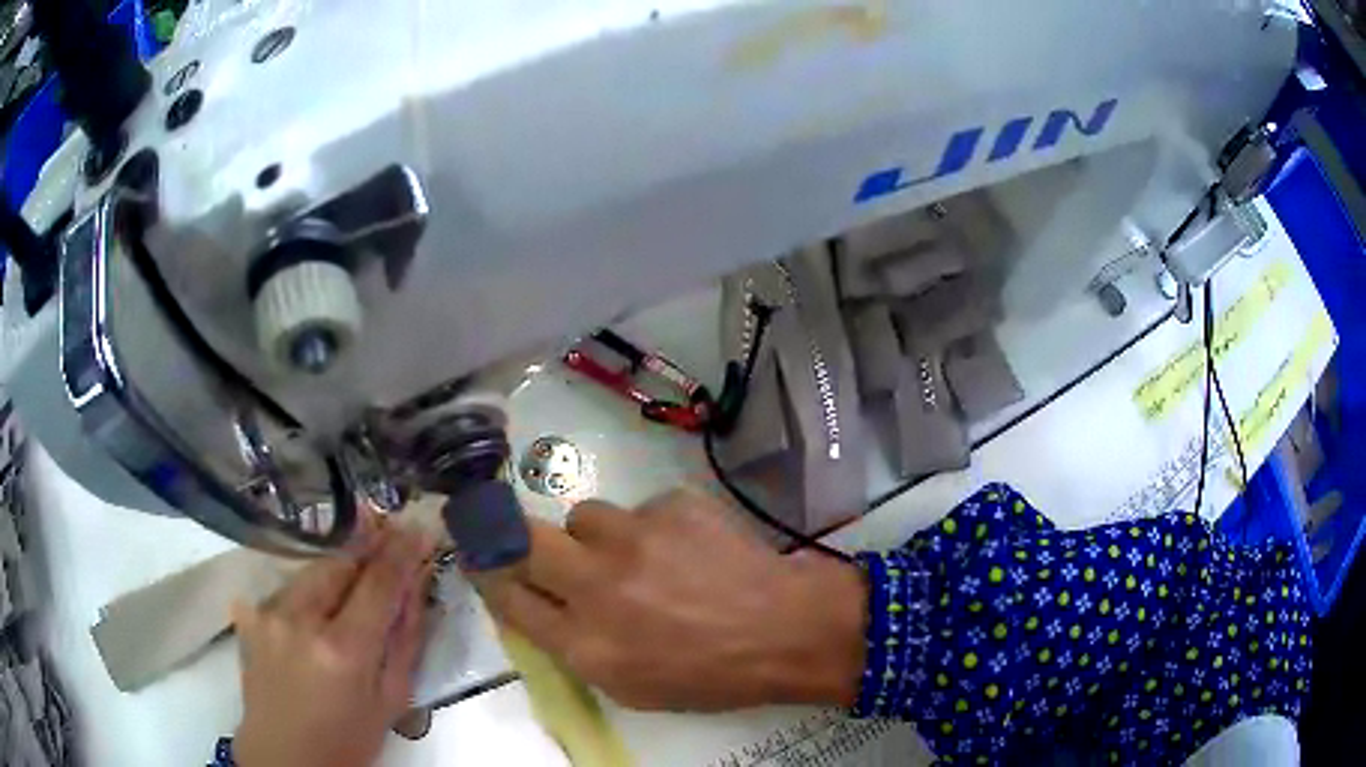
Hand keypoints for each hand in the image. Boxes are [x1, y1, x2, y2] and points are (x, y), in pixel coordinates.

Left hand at [232, 525, 436, 766]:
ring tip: (358, 571)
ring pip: (312, 569)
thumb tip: (417, 585)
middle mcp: (300, 620)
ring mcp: (269, 613)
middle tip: (390, 535)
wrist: (286, 756)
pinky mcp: (251, 615)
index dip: (401, 550)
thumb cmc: (348, 738)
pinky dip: (311, 587)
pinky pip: (288, 586)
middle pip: (339, 562)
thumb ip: (405, 639)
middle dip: (368, 547)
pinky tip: (320, 602)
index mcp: (344, 650)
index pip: (377, 582)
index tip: (418, 527)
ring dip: (339, 567)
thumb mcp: (391, 699)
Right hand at [477, 488, 866, 711]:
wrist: (788, 628)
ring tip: (638, 556)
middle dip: (515, 537)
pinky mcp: (672, 505)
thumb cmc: (711, 674)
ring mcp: (635, 538)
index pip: (509, 598)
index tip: (482, 558)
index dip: (489, 575)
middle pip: (522, 540)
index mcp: (585, 644)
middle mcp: (596, 585)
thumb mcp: (632, 687)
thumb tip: (537, 607)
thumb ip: (574, 648)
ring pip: (585, 516)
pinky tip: (688, 550)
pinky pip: (641, 509)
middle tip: (533, 543)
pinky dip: (652, 529)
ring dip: (597, 537)